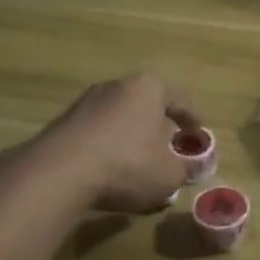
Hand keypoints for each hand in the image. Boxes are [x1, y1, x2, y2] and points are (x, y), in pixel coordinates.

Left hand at [34, 74, 204, 213]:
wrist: (59, 173)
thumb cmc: (127, 165)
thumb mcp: (169, 174)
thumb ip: (187, 168)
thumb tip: (197, 165)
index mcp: (148, 88)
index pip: (180, 101)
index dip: (194, 121)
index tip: (200, 138)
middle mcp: (118, 85)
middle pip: (148, 105)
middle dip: (160, 127)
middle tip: (170, 149)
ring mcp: (87, 101)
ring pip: (121, 117)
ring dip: (132, 137)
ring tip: (140, 162)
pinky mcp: (65, 121)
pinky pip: (98, 132)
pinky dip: (109, 146)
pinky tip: (111, 169)